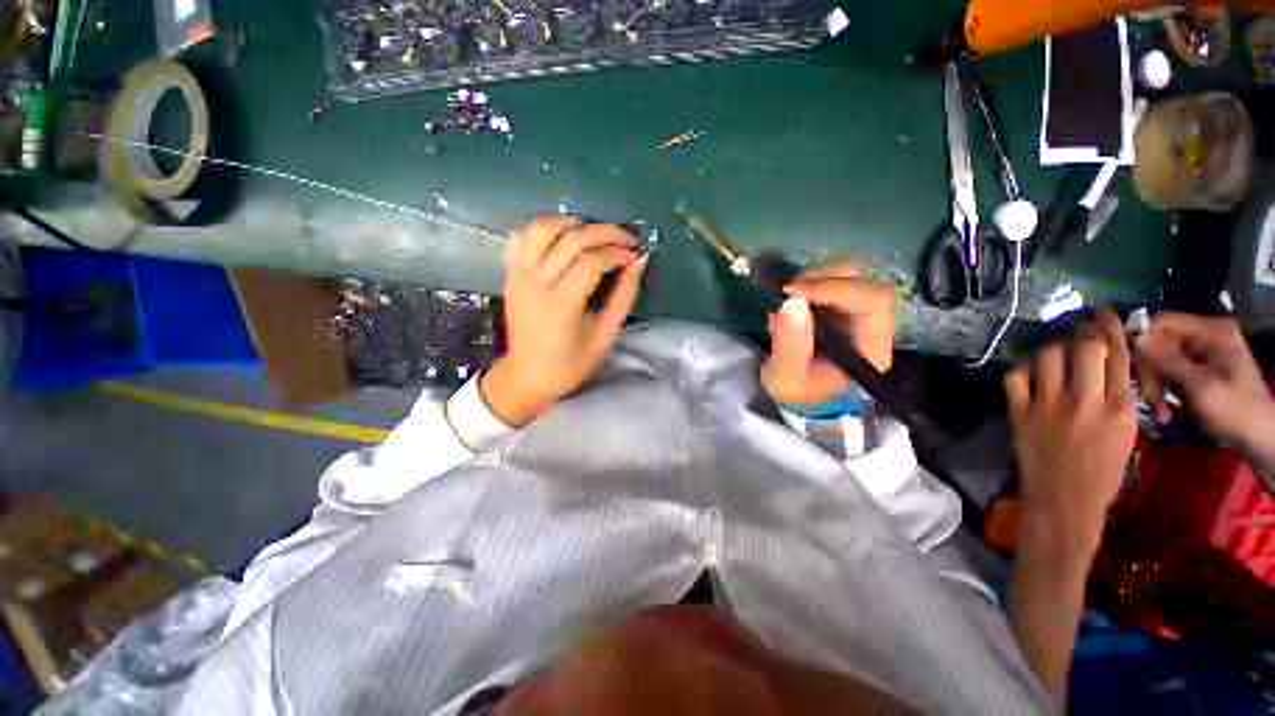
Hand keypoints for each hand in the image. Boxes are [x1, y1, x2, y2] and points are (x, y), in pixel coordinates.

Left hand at [481, 215, 647, 426]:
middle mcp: (535, 283)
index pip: (592, 261)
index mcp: (561, 304)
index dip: (618, 253)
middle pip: (571, 239)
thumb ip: (623, 297)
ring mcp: (518, 276)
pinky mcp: (510, 275)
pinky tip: (562, 238)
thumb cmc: (569, 364)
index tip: (635, 255)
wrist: (526, 376)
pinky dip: (544, 230)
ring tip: (593, 233)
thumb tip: (638, 263)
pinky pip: (522, 238)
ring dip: (571, 223)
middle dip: (604, 232)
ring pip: (542, 228)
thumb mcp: (605, 336)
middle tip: (626, 238)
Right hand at [760, 261, 896, 408]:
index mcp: (870, 348)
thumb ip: (789, 344)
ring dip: (815, 277)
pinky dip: (810, 281)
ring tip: (787, 297)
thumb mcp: (786, 376)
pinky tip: (792, 299)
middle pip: (865, 282)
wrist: (801, 394)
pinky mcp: (842, 305)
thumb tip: (791, 301)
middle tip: (787, 292)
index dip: (836, 289)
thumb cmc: (798, 389)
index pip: (873, 303)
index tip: (794, 293)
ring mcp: (858, 312)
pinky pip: (833, 278)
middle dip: (824, 279)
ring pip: (850, 274)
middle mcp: (873, 325)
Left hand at [1004, 309, 1136, 552]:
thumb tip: (1106, 370)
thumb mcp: (1127, 438)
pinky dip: (1022, 367)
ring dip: (1052, 347)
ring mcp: (1047, 404)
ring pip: (1049, 355)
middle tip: (1078, 331)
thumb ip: (1118, 401)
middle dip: (1081, 334)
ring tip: (1054, 350)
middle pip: (1083, 347)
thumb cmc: (1102, 476)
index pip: (1116, 356)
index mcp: (1120, 408)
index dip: (1110, 331)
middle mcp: (1084, 399)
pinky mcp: (1019, 411)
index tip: (1104, 314)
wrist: (1062, 501)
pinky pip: (1016, 375)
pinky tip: (1028, 368)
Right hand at [1132, 312, 1274, 454]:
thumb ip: (1168, 360)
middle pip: (1157, 344)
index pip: (1161, 322)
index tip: (1126, 366)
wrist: (1259, 439)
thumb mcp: (1201, 386)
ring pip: (1158, 362)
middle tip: (1150, 402)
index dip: (1140, 340)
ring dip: (1154, 388)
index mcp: (1211, 331)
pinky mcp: (1195, 370)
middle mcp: (1204, 336)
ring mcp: (1200, 353)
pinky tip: (1165, 411)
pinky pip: (1167, 373)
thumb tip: (1134, 339)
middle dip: (1149, 374)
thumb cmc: (1235, 410)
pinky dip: (1162, 392)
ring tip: (1160, 413)